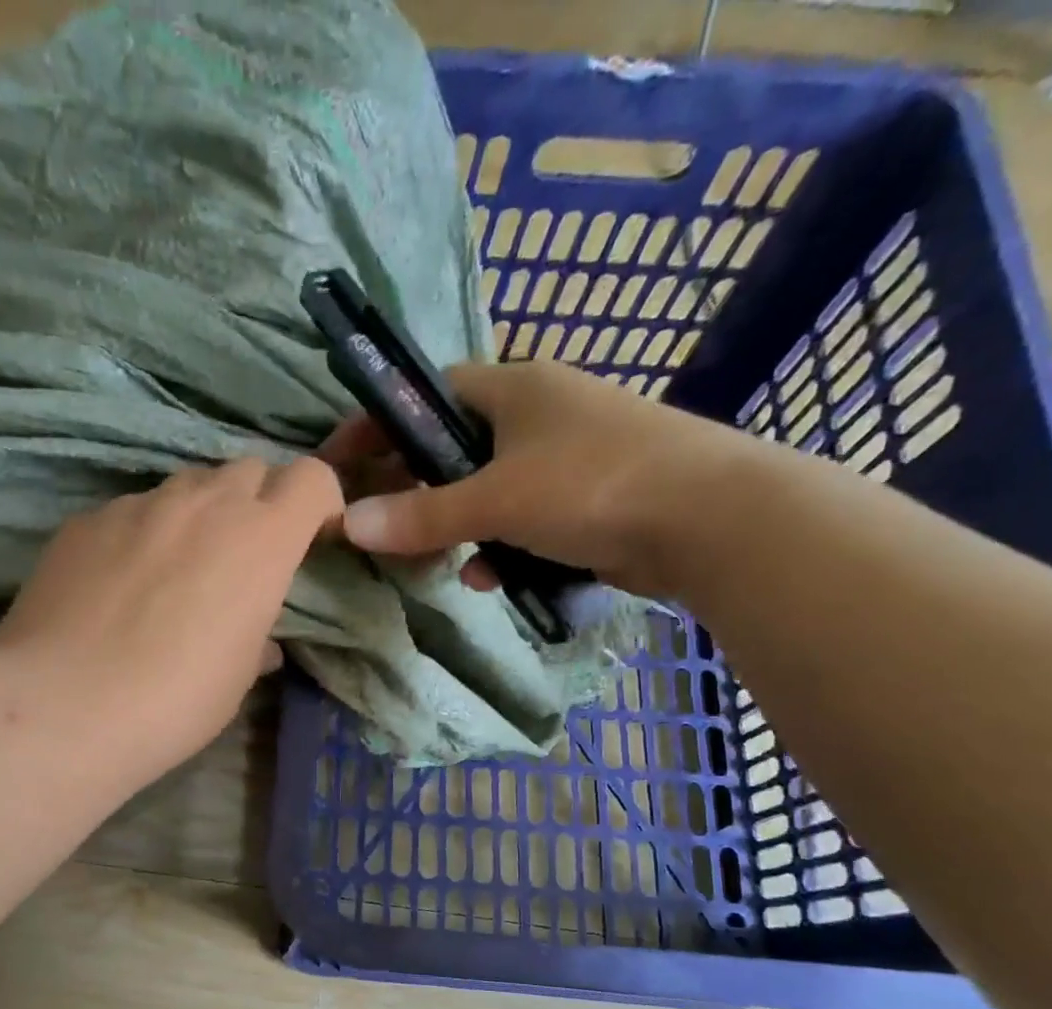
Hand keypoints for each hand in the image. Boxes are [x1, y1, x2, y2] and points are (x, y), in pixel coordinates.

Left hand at [0, 457, 341, 787]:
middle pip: (249, 470)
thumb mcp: (236, 678)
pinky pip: (130, 512)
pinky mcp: (86, 519)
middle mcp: (204, 503)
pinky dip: (141, 535)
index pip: (310, 478)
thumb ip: (257, 640)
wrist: (63, 705)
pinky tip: (117, 585)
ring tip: (175, 569)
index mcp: (260, 539)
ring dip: (198, 515)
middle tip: (241, 556)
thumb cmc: (175, 700)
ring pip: (186, 486)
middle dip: (258, 502)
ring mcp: (138, 505)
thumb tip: (258, 640)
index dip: (318, 502)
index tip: (311, 538)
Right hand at [326, 361, 760, 600]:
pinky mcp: (587, 499)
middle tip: (382, 527)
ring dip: (456, 529)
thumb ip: (421, 514)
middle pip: (452, 448)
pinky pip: (521, 520)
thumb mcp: (496, 500)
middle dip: (415, 491)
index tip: (340, 464)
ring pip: (485, 491)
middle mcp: (538, 412)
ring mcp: (566, 457)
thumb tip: (348, 524)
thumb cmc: (592, 485)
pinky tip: (491, 578)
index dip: (379, 426)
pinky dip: (500, 547)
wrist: (711, 519)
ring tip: (437, 563)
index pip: (427, 395)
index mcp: (515, 386)